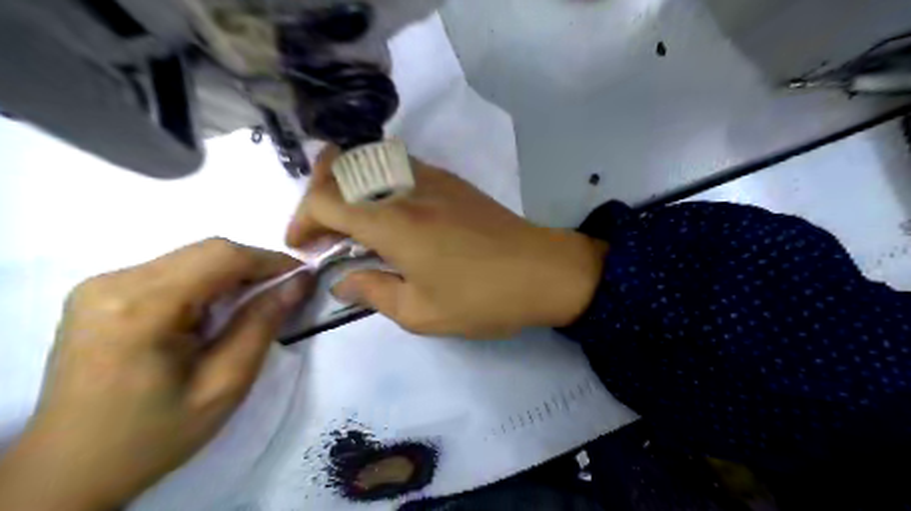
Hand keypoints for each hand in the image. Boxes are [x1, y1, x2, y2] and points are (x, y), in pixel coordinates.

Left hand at [0, 240, 311, 510]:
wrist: (71, 468)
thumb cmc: (155, 434)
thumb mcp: (225, 384)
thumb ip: (262, 324)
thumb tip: (298, 282)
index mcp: (140, 308)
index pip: (221, 257)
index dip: (271, 260)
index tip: (304, 277)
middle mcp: (113, 283)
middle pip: (206, 251)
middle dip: (254, 266)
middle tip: (284, 292)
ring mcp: (100, 285)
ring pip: (192, 257)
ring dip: (232, 274)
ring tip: (255, 303)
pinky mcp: (101, 293)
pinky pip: (173, 269)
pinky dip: (208, 281)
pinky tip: (217, 309)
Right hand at [288, 148, 606, 338]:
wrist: (544, 272)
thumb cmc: (482, 298)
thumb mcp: (420, 312)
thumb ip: (373, 292)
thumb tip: (342, 282)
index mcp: (393, 222)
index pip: (325, 200)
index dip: (302, 220)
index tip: (304, 248)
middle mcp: (407, 188)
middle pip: (343, 167)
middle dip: (320, 195)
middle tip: (325, 233)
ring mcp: (432, 177)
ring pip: (372, 161)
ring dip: (350, 187)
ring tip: (353, 224)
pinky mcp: (452, 180)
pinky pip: (400, 167)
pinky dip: (379, 185)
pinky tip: (392, 216)